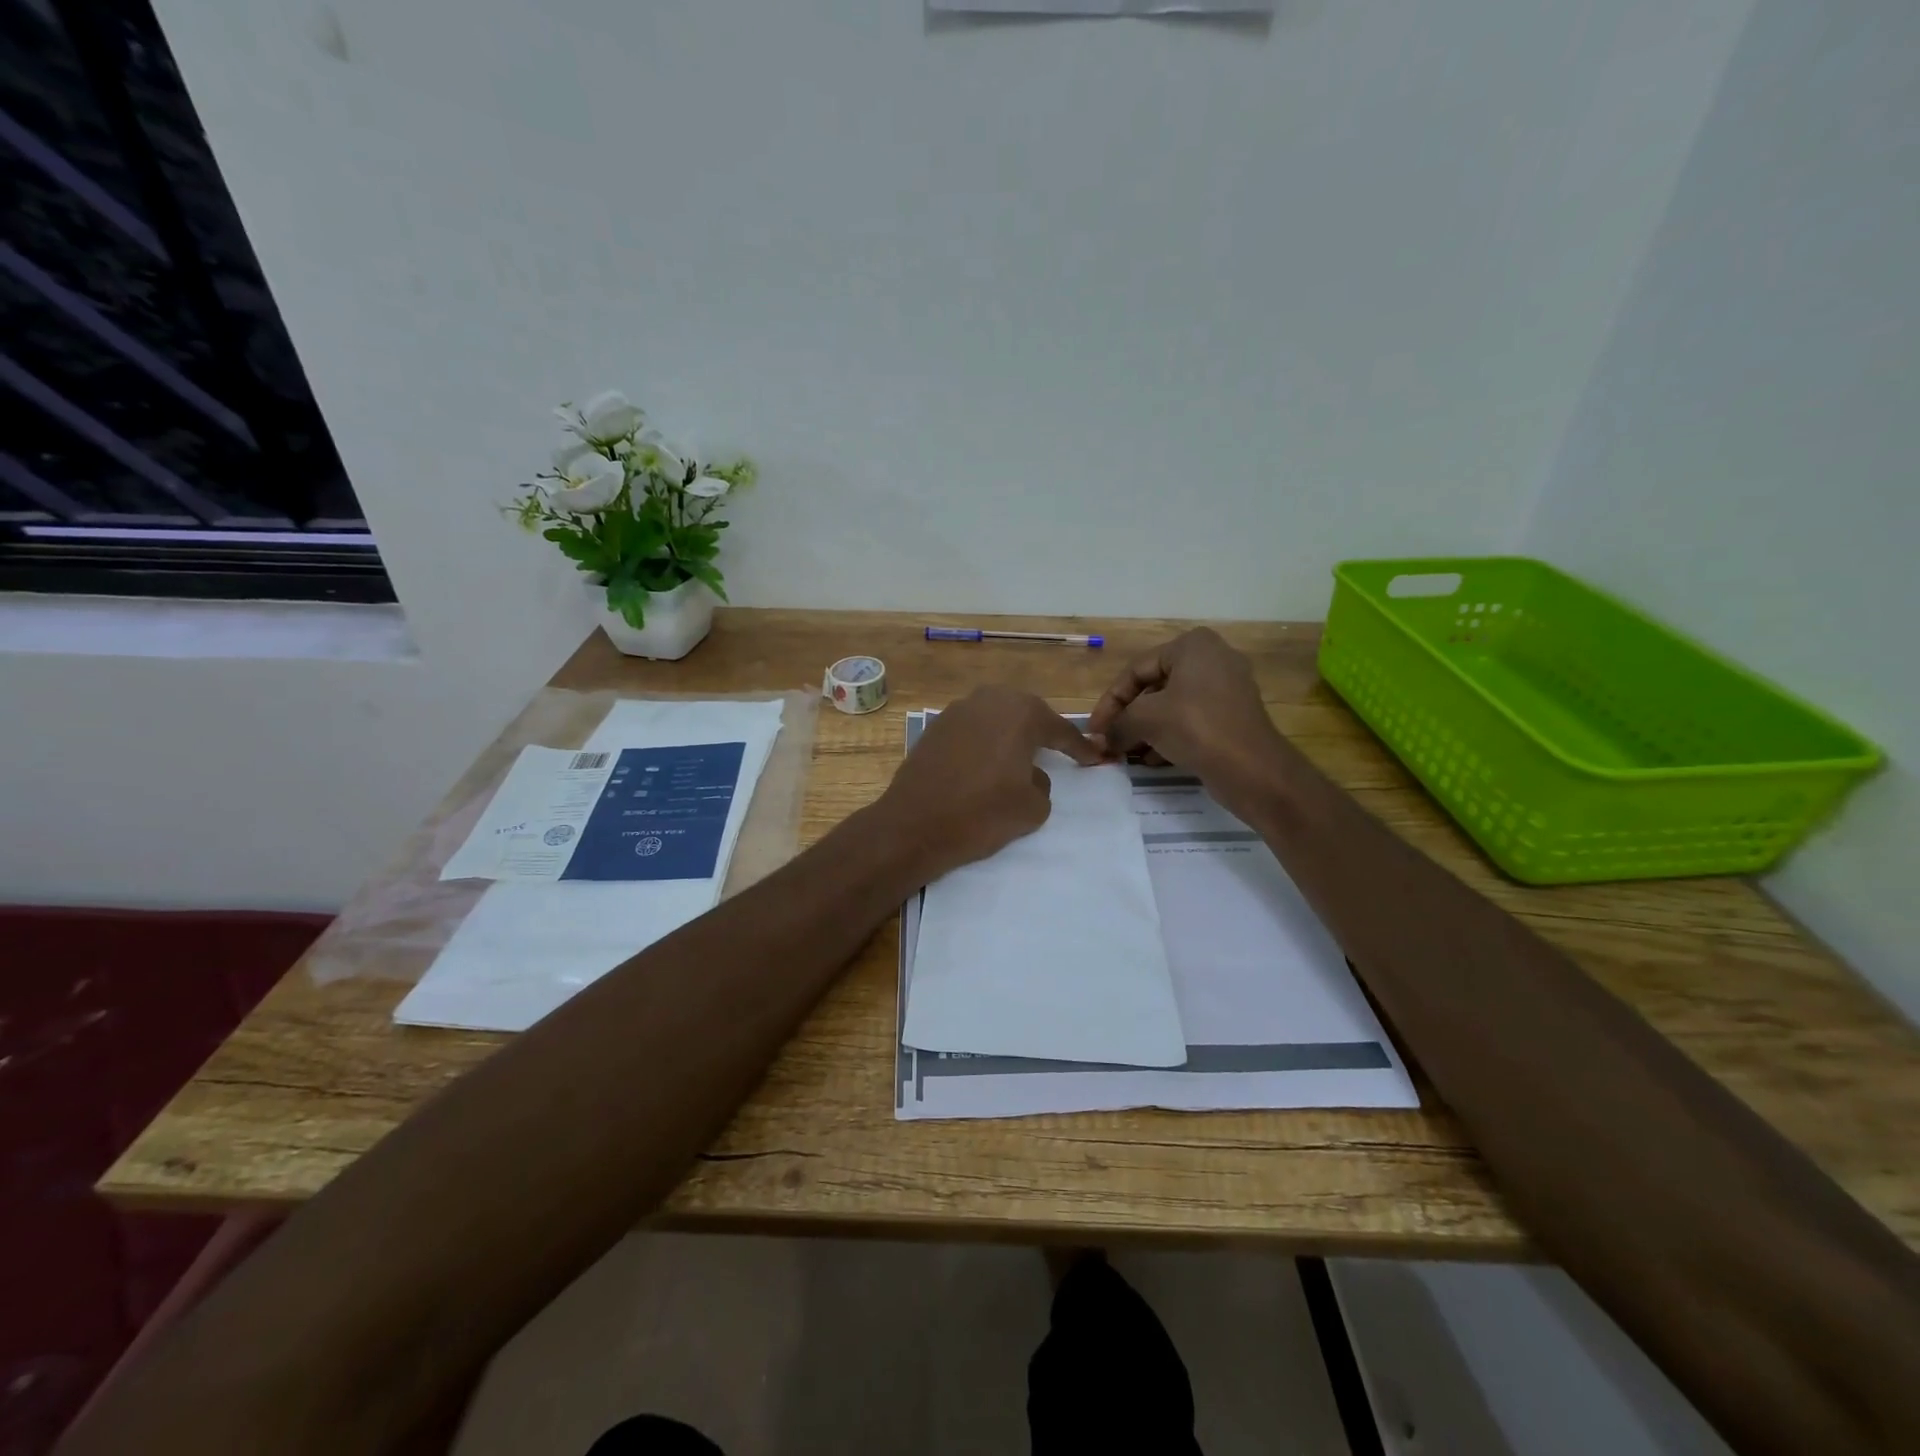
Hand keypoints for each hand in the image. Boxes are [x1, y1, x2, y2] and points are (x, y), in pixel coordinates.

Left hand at [871, 686, 1101, 883]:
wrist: (914, 824)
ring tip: (1019, 757)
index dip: (1080, 747)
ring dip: (1010, 734)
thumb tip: (1029, 774)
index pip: (1060, 730)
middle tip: (1057, 751)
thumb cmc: (981, 814)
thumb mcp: (1033, 808)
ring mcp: (957, 711)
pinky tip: (985, 764)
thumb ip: (1043, 784)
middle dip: (1043, 731)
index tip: (1096, 758)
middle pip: (1026, 713)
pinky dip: (985, 742)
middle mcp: (989, 701)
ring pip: (996, 717)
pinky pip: (972, 729)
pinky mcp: (935, 727)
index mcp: (1021, 714)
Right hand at [1085, 629, 1283, 798]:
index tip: (1095, 729)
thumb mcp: (1146, 720)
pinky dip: (1169, 736)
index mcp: (1192, 646)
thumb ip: (1117, 724)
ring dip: (1145, 729)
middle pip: (1154, 686)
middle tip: (1109, 741)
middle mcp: (1212, 659)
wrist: (1253, 768)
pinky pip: (1191, 720)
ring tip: (1127, 753)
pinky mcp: (1233, 716)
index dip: (1110, 701)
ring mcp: (1226, 688)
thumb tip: (1100, 739)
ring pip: (1172, 705)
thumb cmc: (1196, 728)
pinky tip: (1151, 760)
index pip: (1136, 670)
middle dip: (1128, 716)